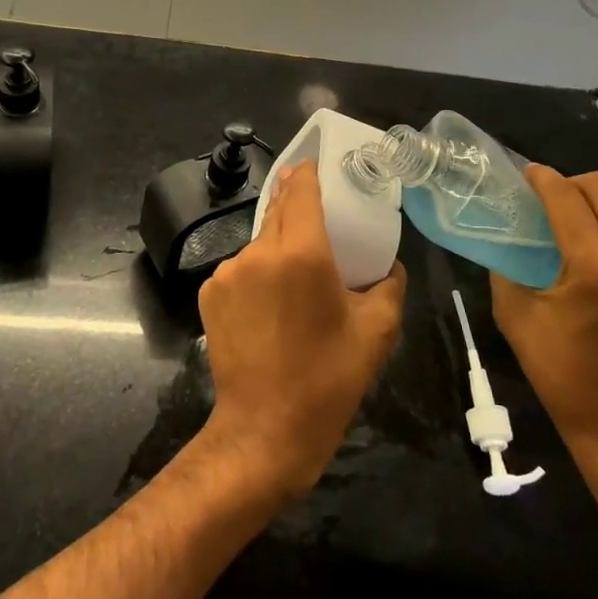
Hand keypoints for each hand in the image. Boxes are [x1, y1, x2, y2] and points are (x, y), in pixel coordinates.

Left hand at [197, 162, 406, 500]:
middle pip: (278, 211)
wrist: (264, 432)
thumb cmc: (327, 380)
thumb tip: (387, 266)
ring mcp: (227, 272)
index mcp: (302, 253)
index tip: (316, 166)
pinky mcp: (208, 294)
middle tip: (317, 217)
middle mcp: (259, 252)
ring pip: (259, 242)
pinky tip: (269, 305)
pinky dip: (256, 274)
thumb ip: (389, 285)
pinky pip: (239, 269)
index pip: (301, 190)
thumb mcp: (376, 332)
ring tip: (295, 280)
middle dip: (295, 207)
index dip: (308, 173)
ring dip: (277, 248)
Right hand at [490, 167, 597, 486]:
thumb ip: (506, 266)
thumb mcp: (516, 317)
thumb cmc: (566, 375)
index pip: (566, 197)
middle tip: (553, 200)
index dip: (542, 179)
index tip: (527, 176)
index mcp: (596, 267)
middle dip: (573, 183)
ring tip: (587, 212)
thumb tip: (506, 232)